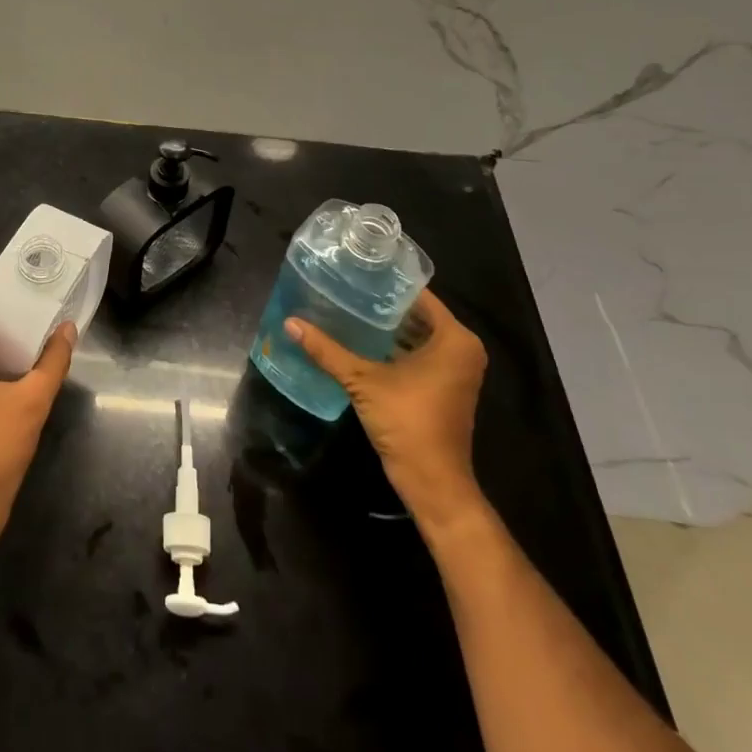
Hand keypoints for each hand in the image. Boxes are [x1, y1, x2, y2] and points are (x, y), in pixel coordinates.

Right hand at [287, 289, 487, 532]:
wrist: (432, 480)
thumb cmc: (407, 420)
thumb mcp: (362, 381)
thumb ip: (327, 350)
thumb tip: (290, 323)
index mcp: (455, 339)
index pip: (420, 296)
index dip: (388, 283)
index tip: (357, 271)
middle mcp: (461, 350)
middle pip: (417, 315)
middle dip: (383, 305)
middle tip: (346, 287)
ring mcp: (455, 370)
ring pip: (417, 336)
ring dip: (386, 328)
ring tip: (347, 309)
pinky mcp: (443, 388)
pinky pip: (418, 354)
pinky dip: (393, 348)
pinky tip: (359, 341)